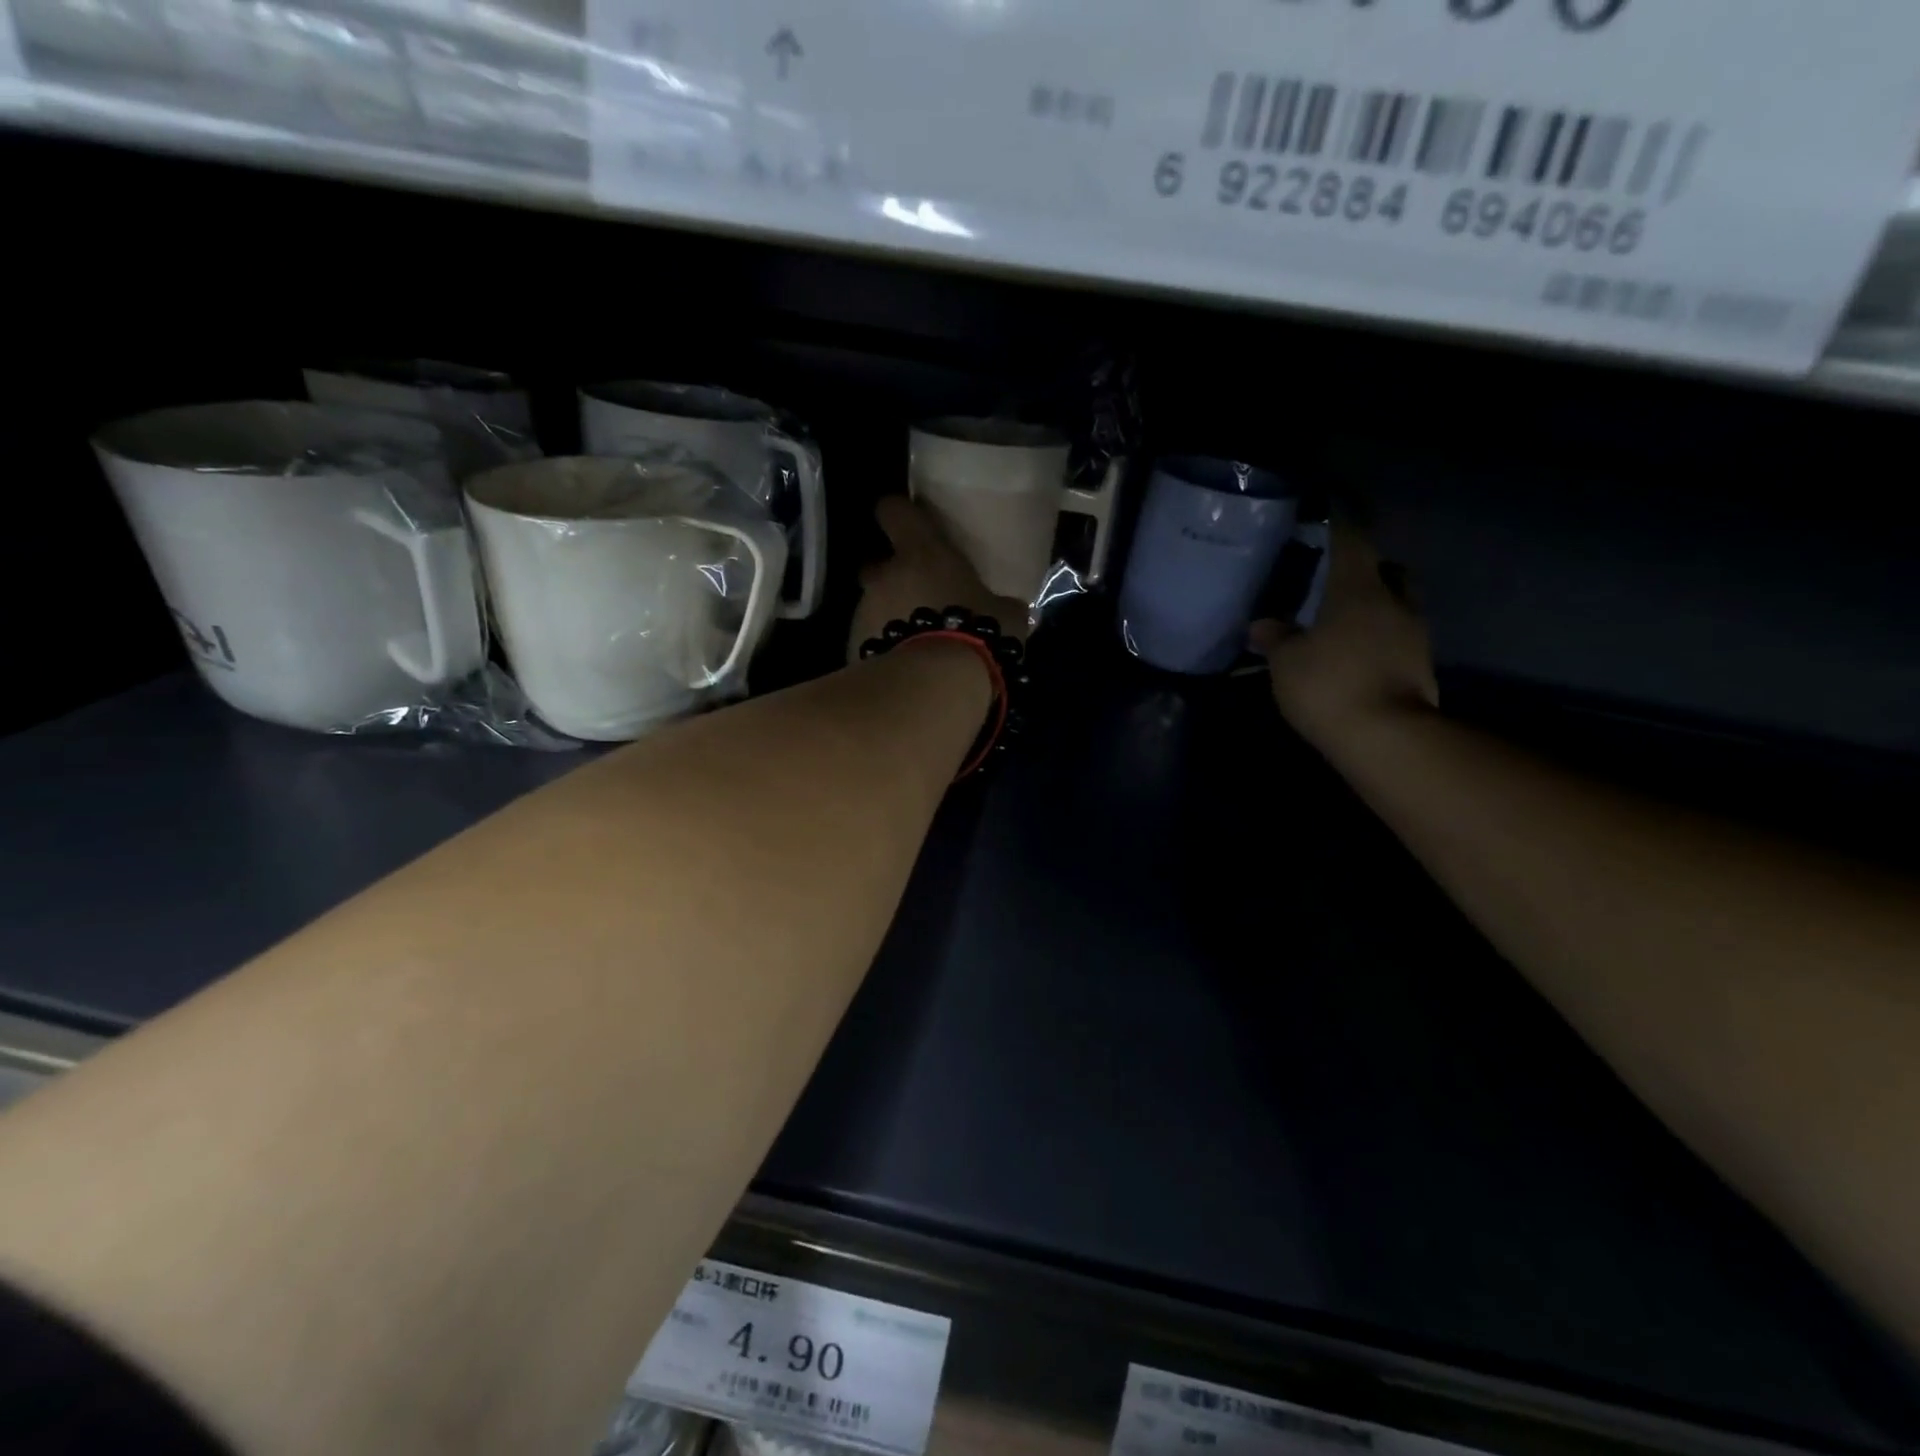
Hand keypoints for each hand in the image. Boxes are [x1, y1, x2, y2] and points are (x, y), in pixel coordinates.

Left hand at [849, 497, 1028, 664]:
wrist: (936, 684)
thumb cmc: (977, 633)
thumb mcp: (1006, 616)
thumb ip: (1001, 605)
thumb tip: (1008, 609)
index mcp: (921, 552)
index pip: (894, 511)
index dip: (898, 514)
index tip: (906, 522)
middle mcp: (884, 575)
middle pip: (875, 565)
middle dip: (889, 578)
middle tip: (915, 597)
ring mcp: (864, 611)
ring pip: (870, 606)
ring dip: (887, 618)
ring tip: (913, 643)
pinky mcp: (853, 647)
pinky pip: (868, 642)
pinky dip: (880, 650)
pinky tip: (901, 669)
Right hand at [1252, 518, 1437, 749]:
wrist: (1386, 737)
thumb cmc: (1329, 685)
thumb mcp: (1287, 662)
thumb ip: (1276, 638)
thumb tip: (1261, 623)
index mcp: (1359, 590)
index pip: (1352, 542)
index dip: (1341, 523)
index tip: (1332, 508)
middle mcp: (1395, 603)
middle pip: (1389, 571)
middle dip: (1370, 569)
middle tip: (1342, 578)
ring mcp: (1414, 636)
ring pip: (1398, 605)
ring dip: (1378, 606)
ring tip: (1346, 620)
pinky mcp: (1421, 666)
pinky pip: (1399, 638)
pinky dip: (1381, 638)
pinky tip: (1358, 652)